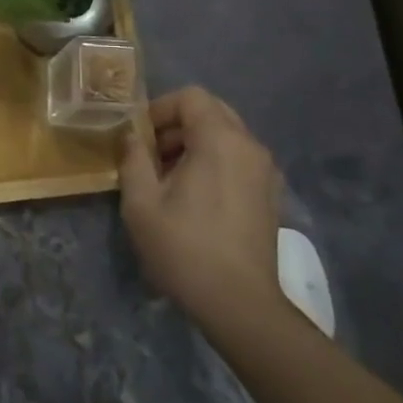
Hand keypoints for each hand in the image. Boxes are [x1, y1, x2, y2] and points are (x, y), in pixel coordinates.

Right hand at [119, 87, 287, 327]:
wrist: (240, 305)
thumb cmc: (184, 248)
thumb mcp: (141, 203)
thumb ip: (133, 159)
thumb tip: (132, 136)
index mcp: (220, 140)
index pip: (191, 97)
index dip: (160, 109)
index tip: (140, 138)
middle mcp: (249, 146)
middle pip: (211, 111)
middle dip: (177, 125)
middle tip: (152, 155)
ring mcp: (265, 171)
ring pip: (226, 135)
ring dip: (195, 144)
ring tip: (169, 178)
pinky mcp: (270, 194)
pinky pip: (238, 158)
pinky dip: (214, 162)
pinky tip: (195, 197)